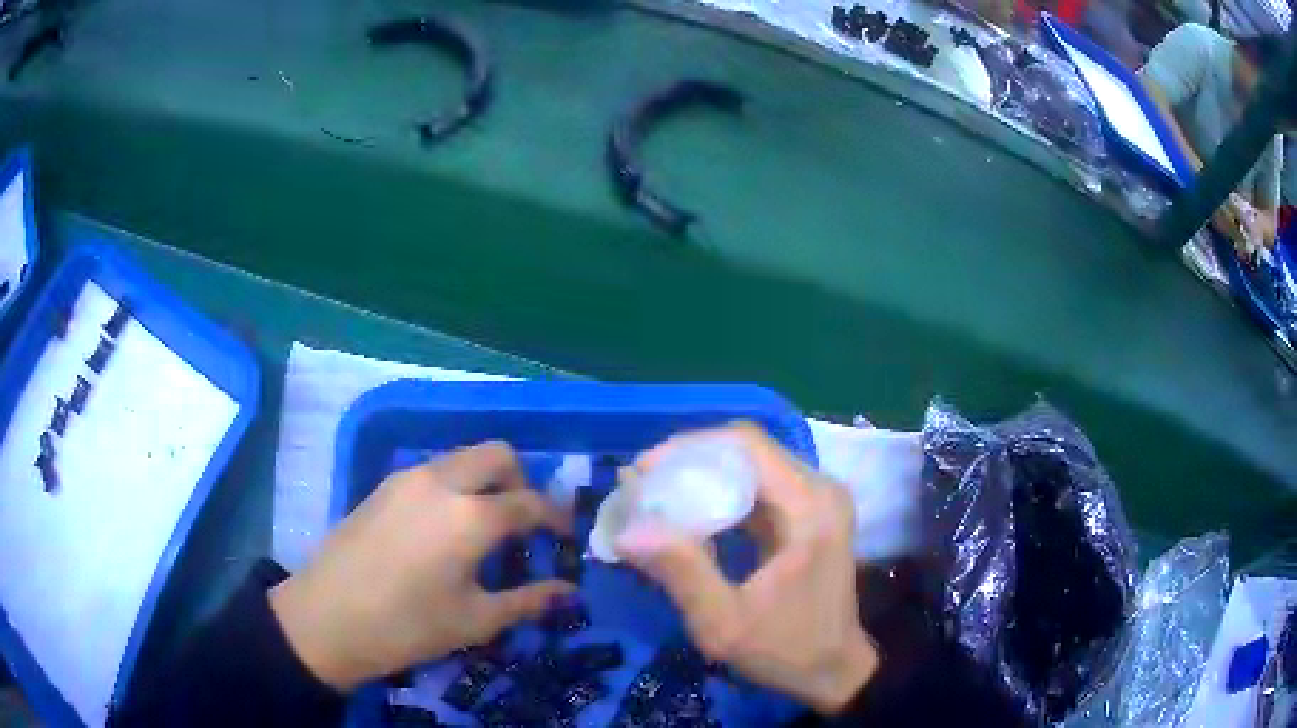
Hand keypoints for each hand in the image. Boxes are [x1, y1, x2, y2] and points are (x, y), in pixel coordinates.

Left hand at [269, 442, 573, 691]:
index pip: (530, 502)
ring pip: (462, 457)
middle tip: (521, 524)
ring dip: (484, 481)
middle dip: (521, 482)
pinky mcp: (383, 485)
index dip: (556, 517)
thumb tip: (567, 591)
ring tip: (482, 528)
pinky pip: (434, 470)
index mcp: (471, 517)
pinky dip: (454, 486)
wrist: (326, 618)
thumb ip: (527, 601)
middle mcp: (441, 482)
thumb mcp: (475, 621)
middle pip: (498, 455)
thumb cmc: (407, 627)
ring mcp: (407, 478)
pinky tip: (442, 529)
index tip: (565, 536)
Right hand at [616, 424, 878, 713]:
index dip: (689, 447)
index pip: (746, 444)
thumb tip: (626, 530)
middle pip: (747, 449)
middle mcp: (820, 490)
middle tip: (642, 488)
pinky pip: (758, 486)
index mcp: (809, 507)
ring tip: (657, 500)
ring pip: (751, 465)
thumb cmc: (784, 650)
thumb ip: (680, 572)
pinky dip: (719, 493)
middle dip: (689, 462)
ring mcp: (818, 500)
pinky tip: (689, 517)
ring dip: (702, 476)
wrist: (832, 670)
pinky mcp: (810, 513)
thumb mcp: (723, 622)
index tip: (643, 472)